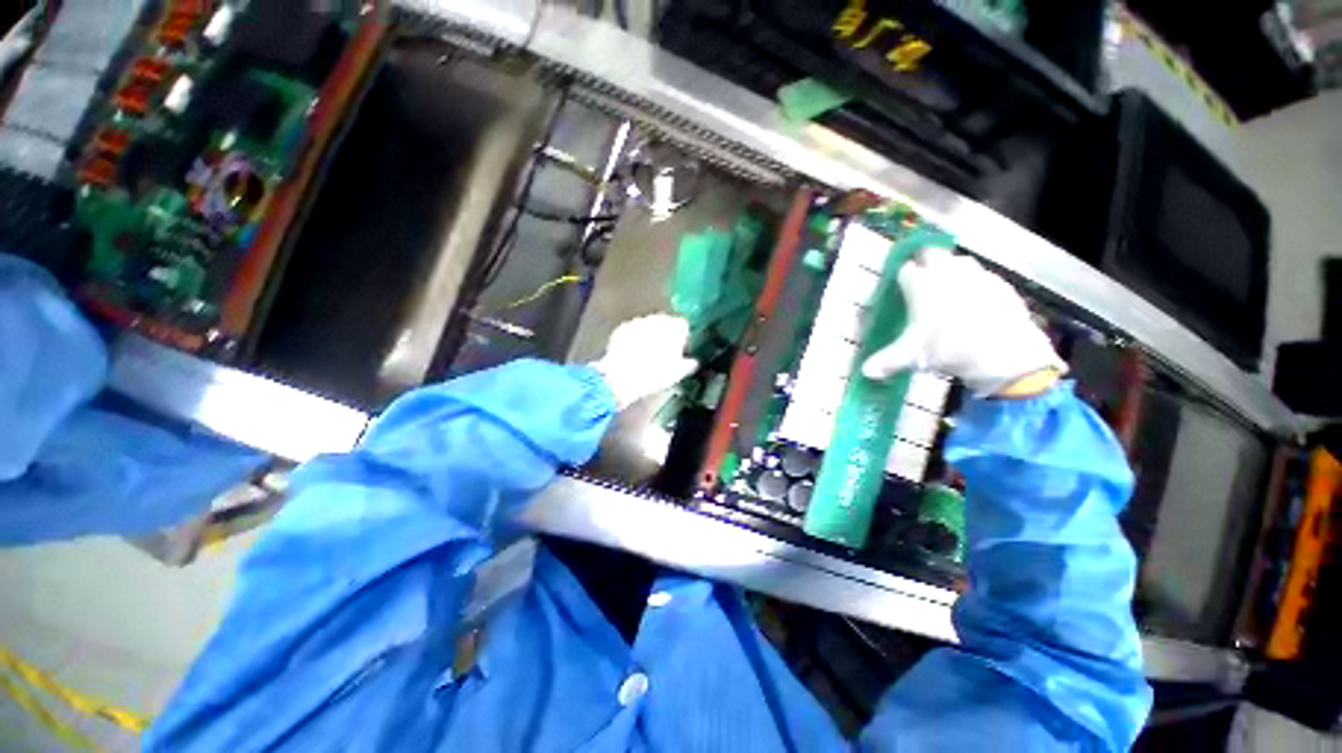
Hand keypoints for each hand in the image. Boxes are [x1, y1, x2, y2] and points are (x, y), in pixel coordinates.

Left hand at [591, 315, 698, 408]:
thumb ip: (688, 364)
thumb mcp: (677, 373)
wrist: (623, 377)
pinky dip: (633, 338)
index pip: (683, 325)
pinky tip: (631, 353)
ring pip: (647, 325)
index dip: (681, 337)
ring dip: (648, 335)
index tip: (679, 349)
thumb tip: (693, 362)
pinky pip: (631, 330)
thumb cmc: (655, 374)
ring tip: (645, 354)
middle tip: (662, 352)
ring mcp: (638, 321)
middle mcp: (657, 319)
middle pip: (665, 322)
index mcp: (675, 327)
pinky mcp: (622, 328)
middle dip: (664, 333)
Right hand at [861, 251, 1064, 395]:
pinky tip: (975, 303)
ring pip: (959, 261)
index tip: (899, 286)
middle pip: (931, 253)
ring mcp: (976, 275)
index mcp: (921, 284)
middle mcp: (947, 272)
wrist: (1004, 352)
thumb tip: (865, 372)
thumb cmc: (948, 348)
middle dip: (924, 261)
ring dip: (950, 270)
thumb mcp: (911, 357)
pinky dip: (975, 285)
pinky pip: (982, 277)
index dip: (901, 276)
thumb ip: (886, 361)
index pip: (904, 269)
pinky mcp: (1000, 284)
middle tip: (921, 278)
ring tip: (947, 289)